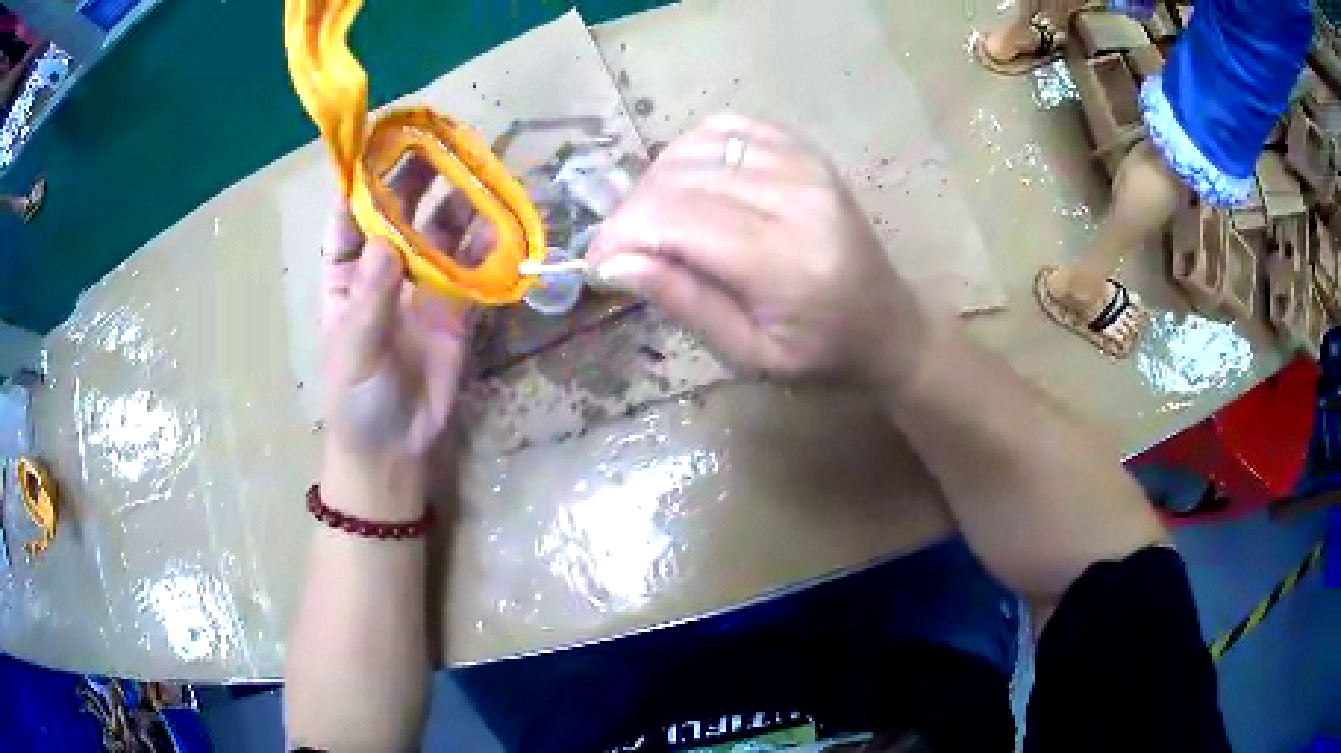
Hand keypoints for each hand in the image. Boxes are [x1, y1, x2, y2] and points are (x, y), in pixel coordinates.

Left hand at [320, 157, 484, 511]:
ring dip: (457, 202)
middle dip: (415, 177)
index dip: (362, 179)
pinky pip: (472, 266)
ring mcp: (423, 285)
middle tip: (440, 142)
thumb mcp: (354, 351)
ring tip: (479, 169)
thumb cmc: (358, 399)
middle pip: (398, 212)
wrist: (398, 448)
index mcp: (346, 274)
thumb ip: (370, 299)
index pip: (349, 216)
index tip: (380, 141)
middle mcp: (384, 269)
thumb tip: (385, 241)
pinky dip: (486, 244)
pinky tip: (501, 220)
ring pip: (439, 231)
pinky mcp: (457, 307)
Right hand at [587, 114, 928, 384]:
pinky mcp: (804, 149)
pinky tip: (690, 185)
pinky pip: (725, 127)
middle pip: (678, 179)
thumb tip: (611, 263)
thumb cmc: (820, 353)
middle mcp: (798, 196)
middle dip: (631, 214)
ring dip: (656, 184)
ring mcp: (804, 163)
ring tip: (657, 224)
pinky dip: (690, 152)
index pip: (676, 220)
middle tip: (625, 252)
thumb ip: (683, 301)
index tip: (596, 264)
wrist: (887, 322)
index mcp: (788, 262)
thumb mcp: (749, 353)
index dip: (621, 235)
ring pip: (693, 149)